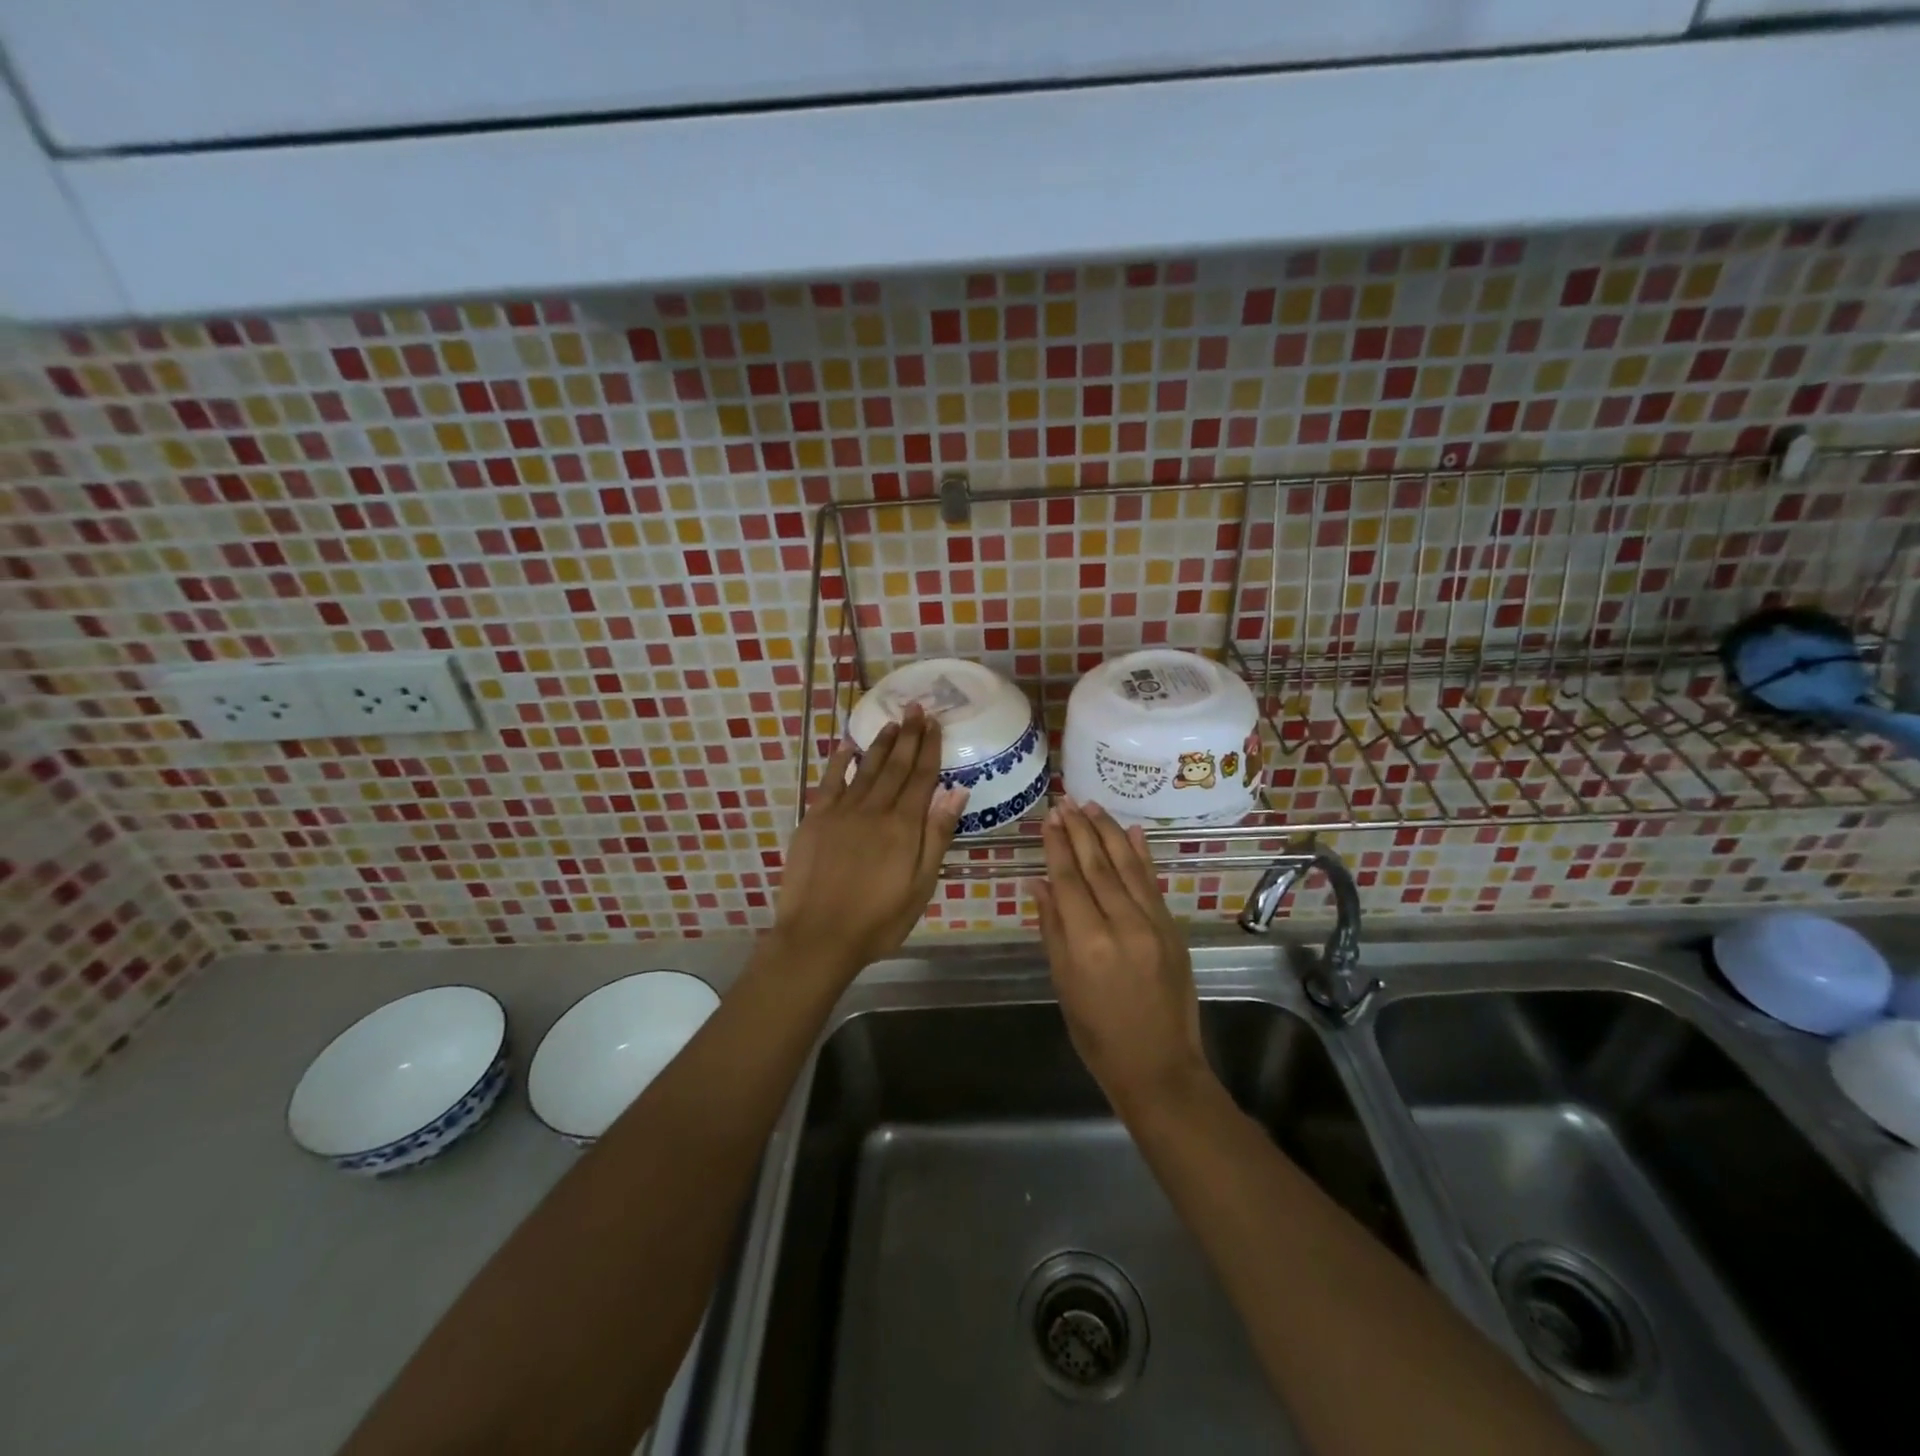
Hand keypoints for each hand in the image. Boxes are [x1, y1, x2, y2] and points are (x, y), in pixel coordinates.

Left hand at [775, 705, 966, 978]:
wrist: (819, 937)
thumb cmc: (879, 919)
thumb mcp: (921, 885)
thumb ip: (937, 835)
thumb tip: (957, 791)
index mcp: (903, 825)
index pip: (921, 777)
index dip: (929, 748)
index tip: (935, 723)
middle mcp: (874, 809)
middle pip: (895, 765)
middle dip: (908, 735)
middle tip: (916, 708)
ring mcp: (841, 811)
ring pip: (866, 767)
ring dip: (880, 743)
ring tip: (892, 722)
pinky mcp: (815, 819)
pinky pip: (830, 781)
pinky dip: (840, 761)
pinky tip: (847, 746)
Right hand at [1034, 799, 1209, 1116]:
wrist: (1159, 1066)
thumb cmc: (1097, 1033)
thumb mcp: (1063, 984)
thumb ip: (1052, 928)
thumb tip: (1038, 883)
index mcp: (1088, 942)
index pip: (1069, 879)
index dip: (1057, 846)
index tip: (1049, 818)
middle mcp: (1122, 924)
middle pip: (1097, 865)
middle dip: (1080, 830)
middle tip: (1066, 802)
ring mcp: (1153, 924)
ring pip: (1127, 866)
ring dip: (1108, 832)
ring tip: (1092, 806)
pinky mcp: (1172, 928)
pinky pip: (1153, 883)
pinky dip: (1142, 854)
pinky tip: (1132, 831)